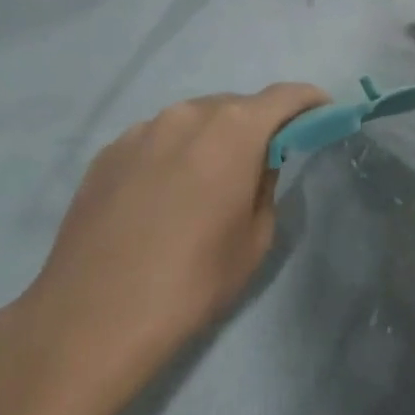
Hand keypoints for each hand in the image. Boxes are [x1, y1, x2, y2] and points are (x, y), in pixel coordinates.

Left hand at [14, 85, 328, 403]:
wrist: (93, 317)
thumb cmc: (192, 281)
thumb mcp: (255, 240)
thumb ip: (267, 186)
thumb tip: (259, 166)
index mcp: (233, 129)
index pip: (285, 96)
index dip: (309, 102)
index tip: (321, 114)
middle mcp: (187, 114)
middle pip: (236, 107)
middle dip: (255, 126)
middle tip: (258, 164)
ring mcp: (142, 129)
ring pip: (192, 121)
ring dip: (209, 140)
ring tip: (203, 185)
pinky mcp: (107, 152)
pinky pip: (155, 140)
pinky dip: (171, 154)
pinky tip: (160, 198)